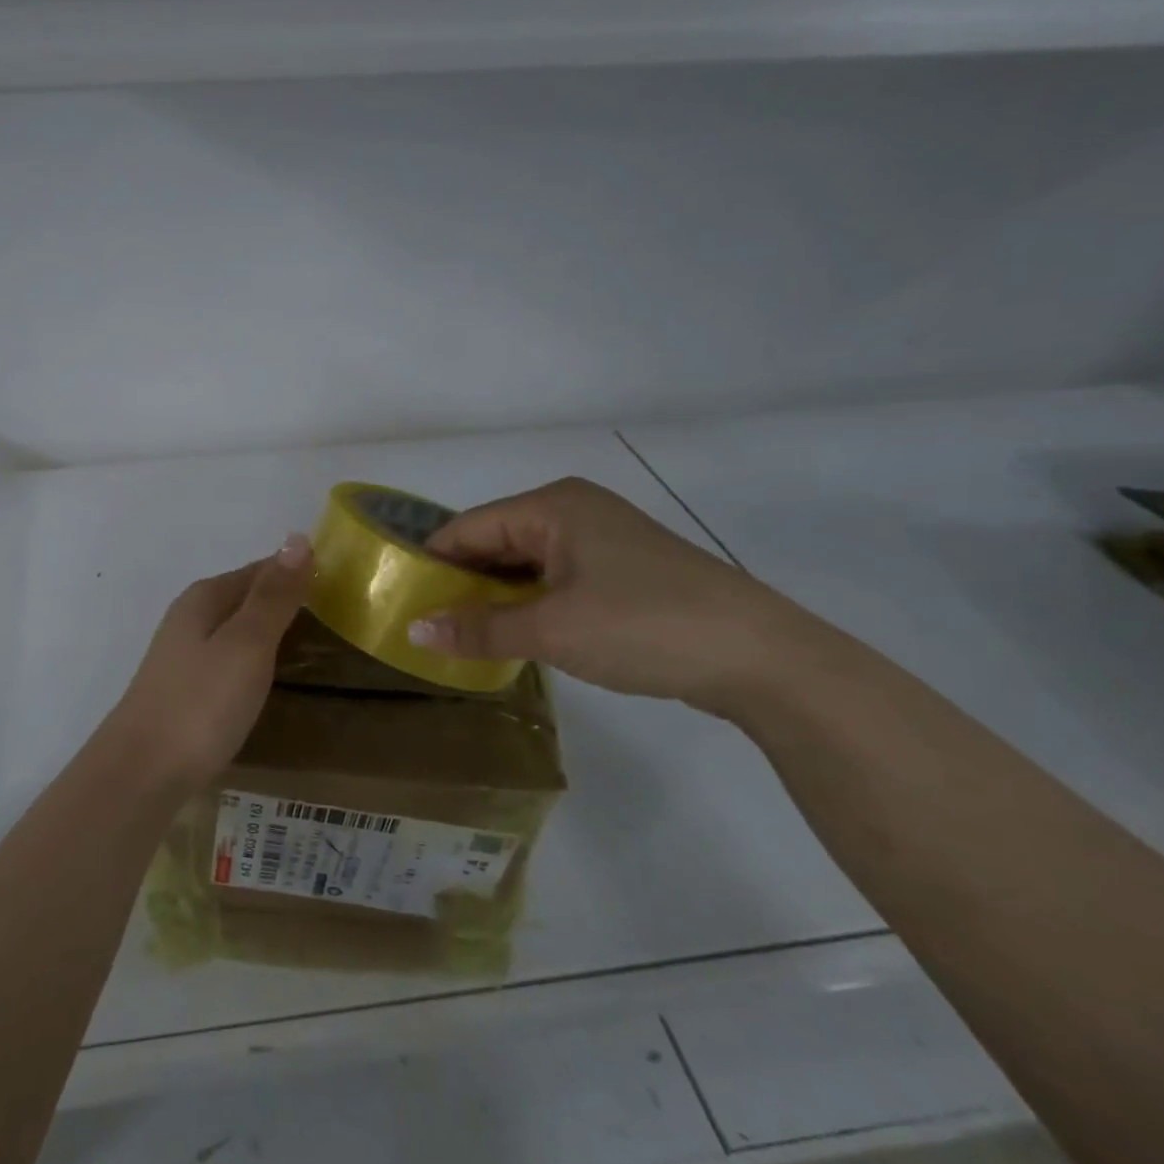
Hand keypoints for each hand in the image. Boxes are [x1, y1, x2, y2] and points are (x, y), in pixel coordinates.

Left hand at [104, 535, 312, 789]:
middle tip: (335, 620)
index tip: (339, 587)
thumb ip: (273, 596)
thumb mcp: (247, 644)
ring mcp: (182, 656)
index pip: (260, 570)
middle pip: (245, 599)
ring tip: (311, 649)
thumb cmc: (202, 702)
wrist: (143, 772)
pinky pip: (228, 661)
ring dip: (269, 634)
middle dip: (284, 604)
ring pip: (235, 632)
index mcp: (204, 598)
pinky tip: (267, 680)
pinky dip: (253, 662)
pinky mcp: (183, 691)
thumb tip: (297, 538)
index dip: (296, 574)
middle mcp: (189, 618)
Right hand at [408, 477, 811, 712]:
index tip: (401, 600)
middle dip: (461, 581)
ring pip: (525, 562)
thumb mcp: (551, 630)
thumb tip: (413, 632)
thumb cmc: (643, 625)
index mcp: (552, 505)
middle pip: (495, 540)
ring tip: (461, 632)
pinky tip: (514, 632)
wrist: (763, 657)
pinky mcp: (623, 569)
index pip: (468, 527)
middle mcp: (574, 510)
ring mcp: (602, 539)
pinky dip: (529, 602)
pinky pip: (555, 577)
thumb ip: (478, 629)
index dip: (431, 562)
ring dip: (495, 595)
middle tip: (426, 622)